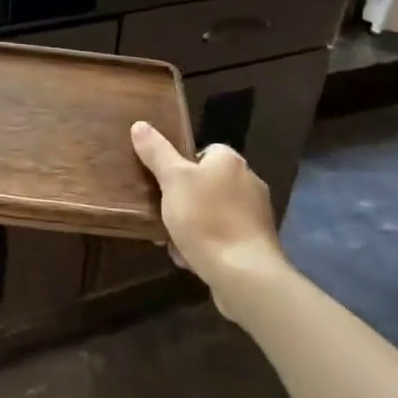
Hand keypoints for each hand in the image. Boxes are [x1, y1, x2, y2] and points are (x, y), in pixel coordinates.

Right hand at [131, 121, 286, 309]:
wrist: (244, 274)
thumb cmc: (206, 218)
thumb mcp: (173, 180)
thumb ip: (156, 152)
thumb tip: (140, 124)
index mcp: (230, 161)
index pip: (203, 151)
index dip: (180, 165)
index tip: (163, 183)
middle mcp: (248, 181)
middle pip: (206, 183)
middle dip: (183, 199)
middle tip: (162, 212)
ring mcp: (256, 215)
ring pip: (213, 212)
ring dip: (192, 224)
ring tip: (172, 240)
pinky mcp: (257, 243)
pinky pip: (224, 236)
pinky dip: (207, 244)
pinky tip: (191, 257)